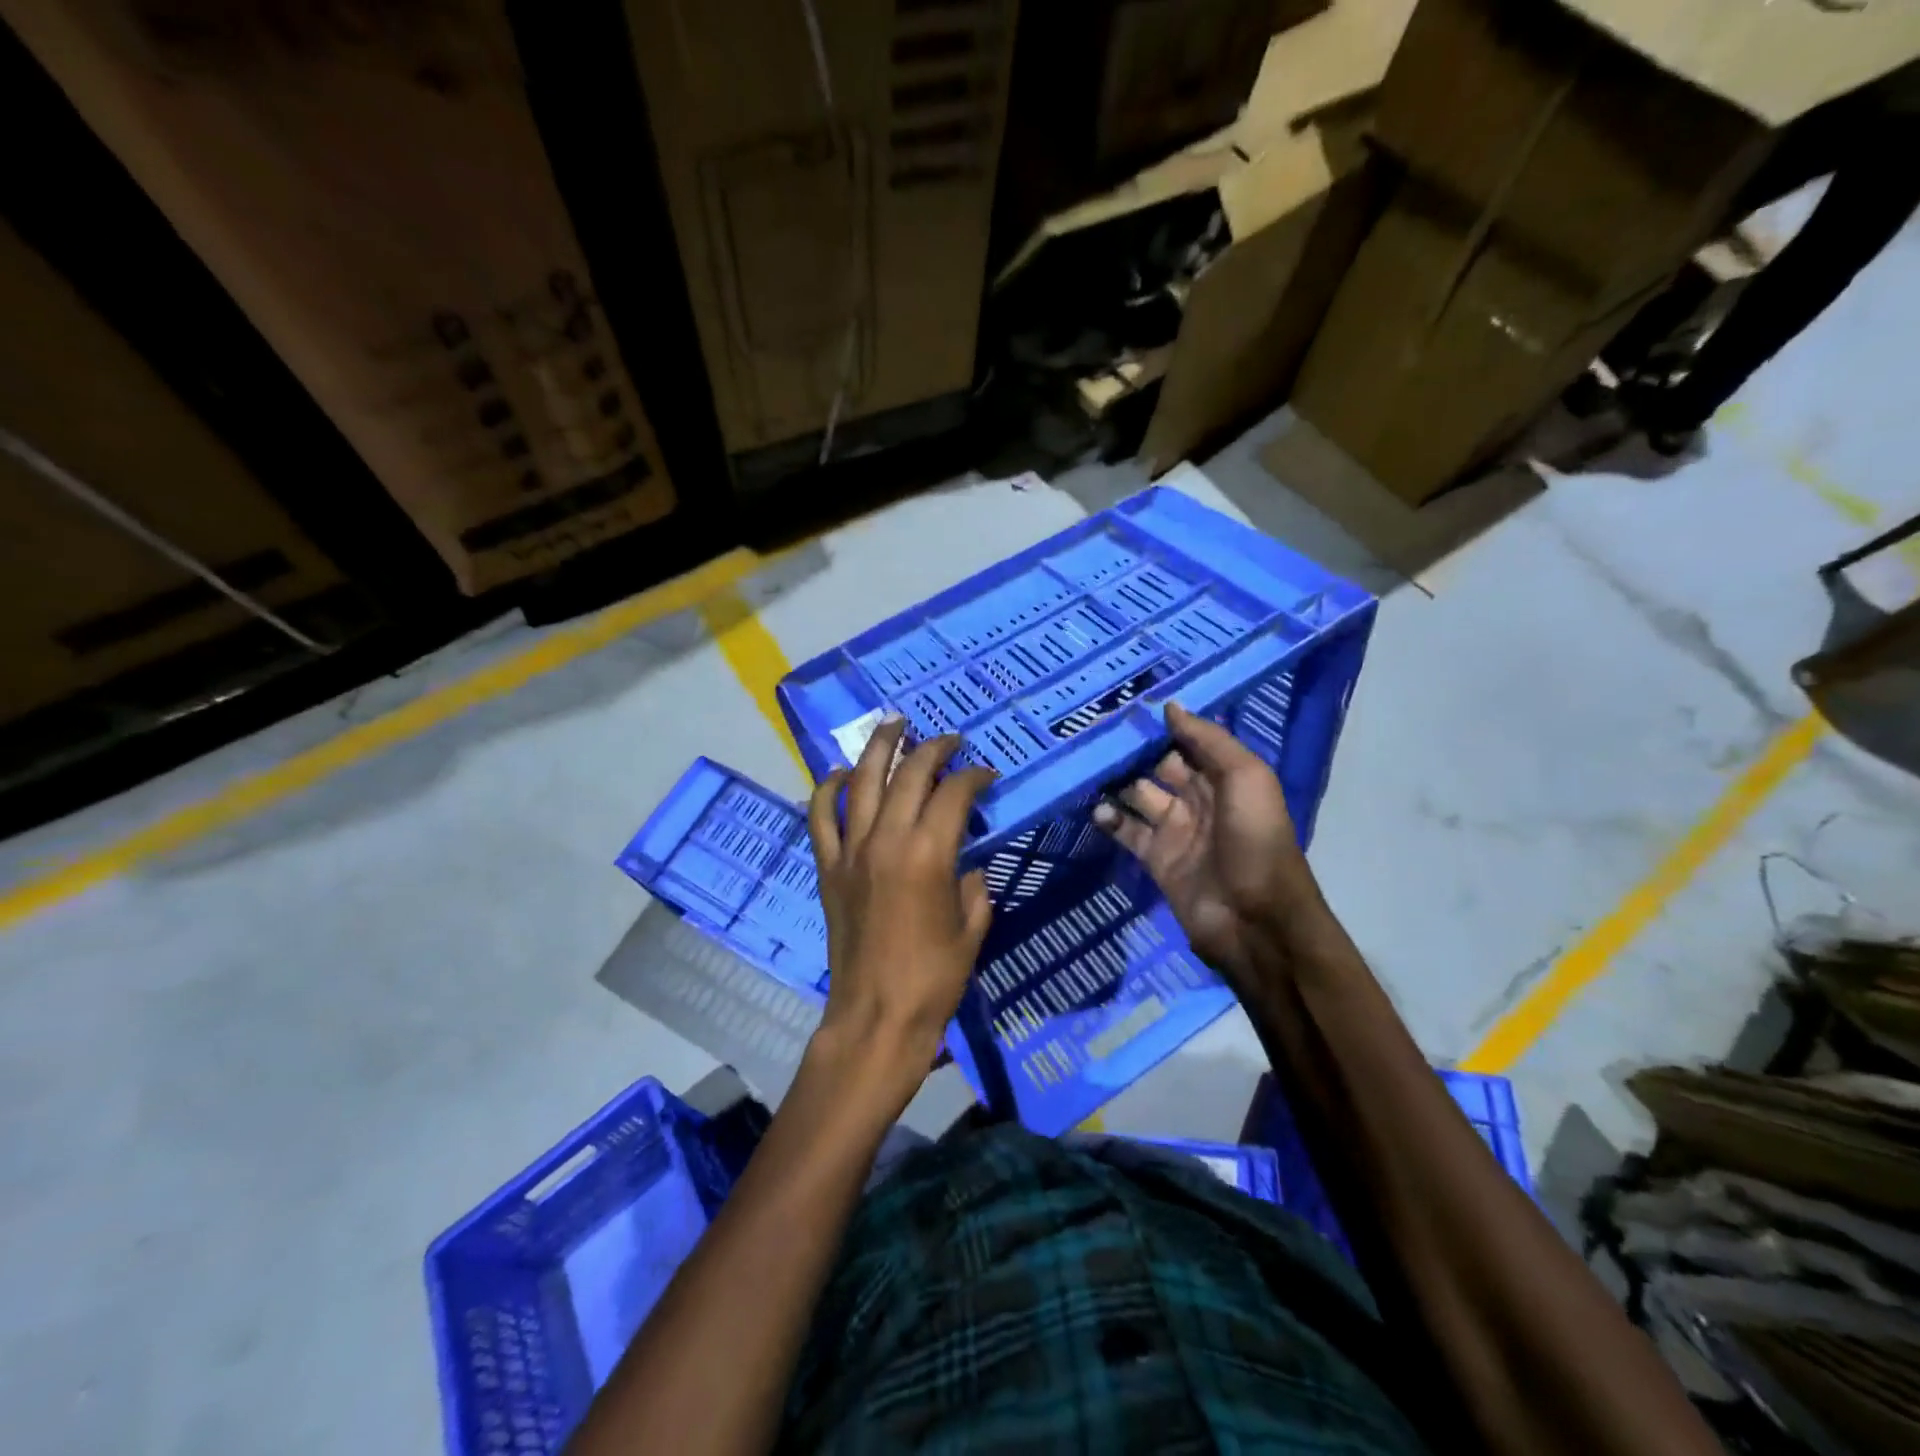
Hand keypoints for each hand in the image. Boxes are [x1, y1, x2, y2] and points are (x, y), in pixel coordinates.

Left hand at [805, 717, 995, 1109]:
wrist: (876, 1016)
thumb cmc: (934, 977)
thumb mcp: (972, 927)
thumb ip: (972, 885)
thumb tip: (965, 864)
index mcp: (928, 854)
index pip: (954, 793)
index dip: (974, 776)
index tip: (987, 775)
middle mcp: (886, 839)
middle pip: (908, 774)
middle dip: (932, 749)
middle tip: (949, 739)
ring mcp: (851, 851)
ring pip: (860, 781)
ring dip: (878, 747)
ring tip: (893, 724)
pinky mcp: (828, 867)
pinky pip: (821, 816)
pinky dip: (827, 789)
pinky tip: (840, 773)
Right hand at [1094, 702, 1321, 986]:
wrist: (1254, 919)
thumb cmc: (1255, 840)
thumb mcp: (1246, 778)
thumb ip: (1209, 740)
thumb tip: (1170, 706)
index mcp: (1224, 777)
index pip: (1187, 742)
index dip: (1160, 725)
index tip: (1125, 705)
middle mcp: (1198, 798)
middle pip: (1158, 765)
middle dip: (1131, 749)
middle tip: (1092, 730)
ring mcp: (1175, 829)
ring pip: (1137, 795)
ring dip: (1114, 781)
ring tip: (1082, 763)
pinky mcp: (1156, 858)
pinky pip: (1127, 831)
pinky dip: (1109, 819)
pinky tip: (1093, 807)